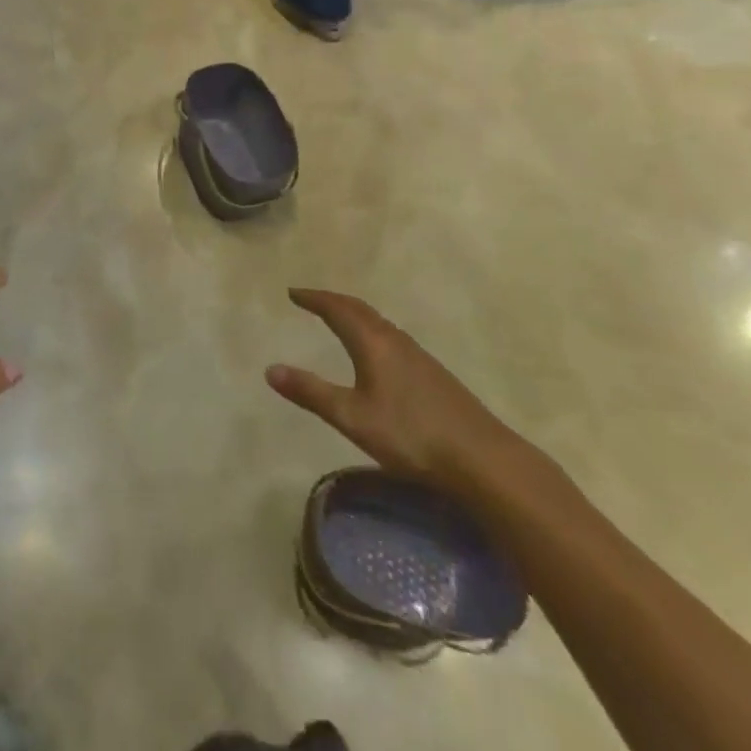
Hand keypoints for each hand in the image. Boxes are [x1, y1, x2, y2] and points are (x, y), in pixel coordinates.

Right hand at [267, 288, 525, 488]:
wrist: (481, 458)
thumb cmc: (410, 435)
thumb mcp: (352, 417)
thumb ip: (311, 393)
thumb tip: (270, 369)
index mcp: (373, 343)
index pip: (338, 309)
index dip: (314, 299)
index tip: (293, 292)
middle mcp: (395, 340)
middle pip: (360, 309)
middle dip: (333, 301)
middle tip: (311, 299)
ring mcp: (418, 355)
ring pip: (379, 322)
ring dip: (354, 314)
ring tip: (338, 319)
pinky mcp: (432, 373)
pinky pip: (392, 337)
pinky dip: (371, 330)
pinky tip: (376, 351)